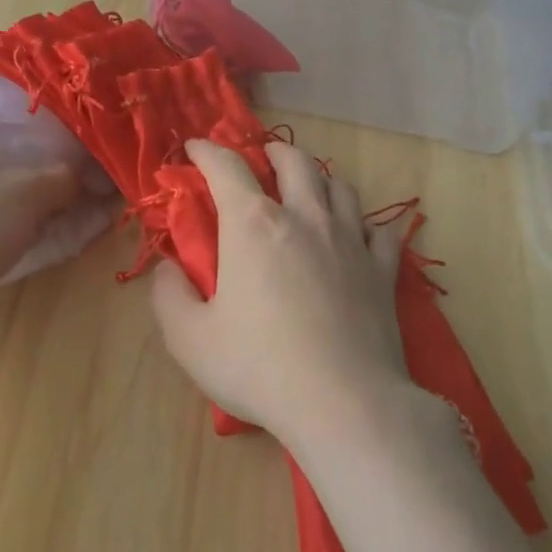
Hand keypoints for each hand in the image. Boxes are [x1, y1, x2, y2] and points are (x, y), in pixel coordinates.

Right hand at [150, 139, 412, 451]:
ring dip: (319, 177)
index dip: (207, 151)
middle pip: (294, 161)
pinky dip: (364, 221)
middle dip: (272, 152)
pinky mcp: (383, 271)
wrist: (344, 403)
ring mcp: (350, 241)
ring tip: (309, 187)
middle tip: (261, 159)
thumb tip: (168, 267)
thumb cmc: (257, 367)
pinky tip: (359, 231)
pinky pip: (380, 229)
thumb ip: (168, 295)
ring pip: (340, 186)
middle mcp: (305, 218)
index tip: (195, 148)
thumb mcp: (188, 338)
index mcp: (253, 225)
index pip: (226, 168)